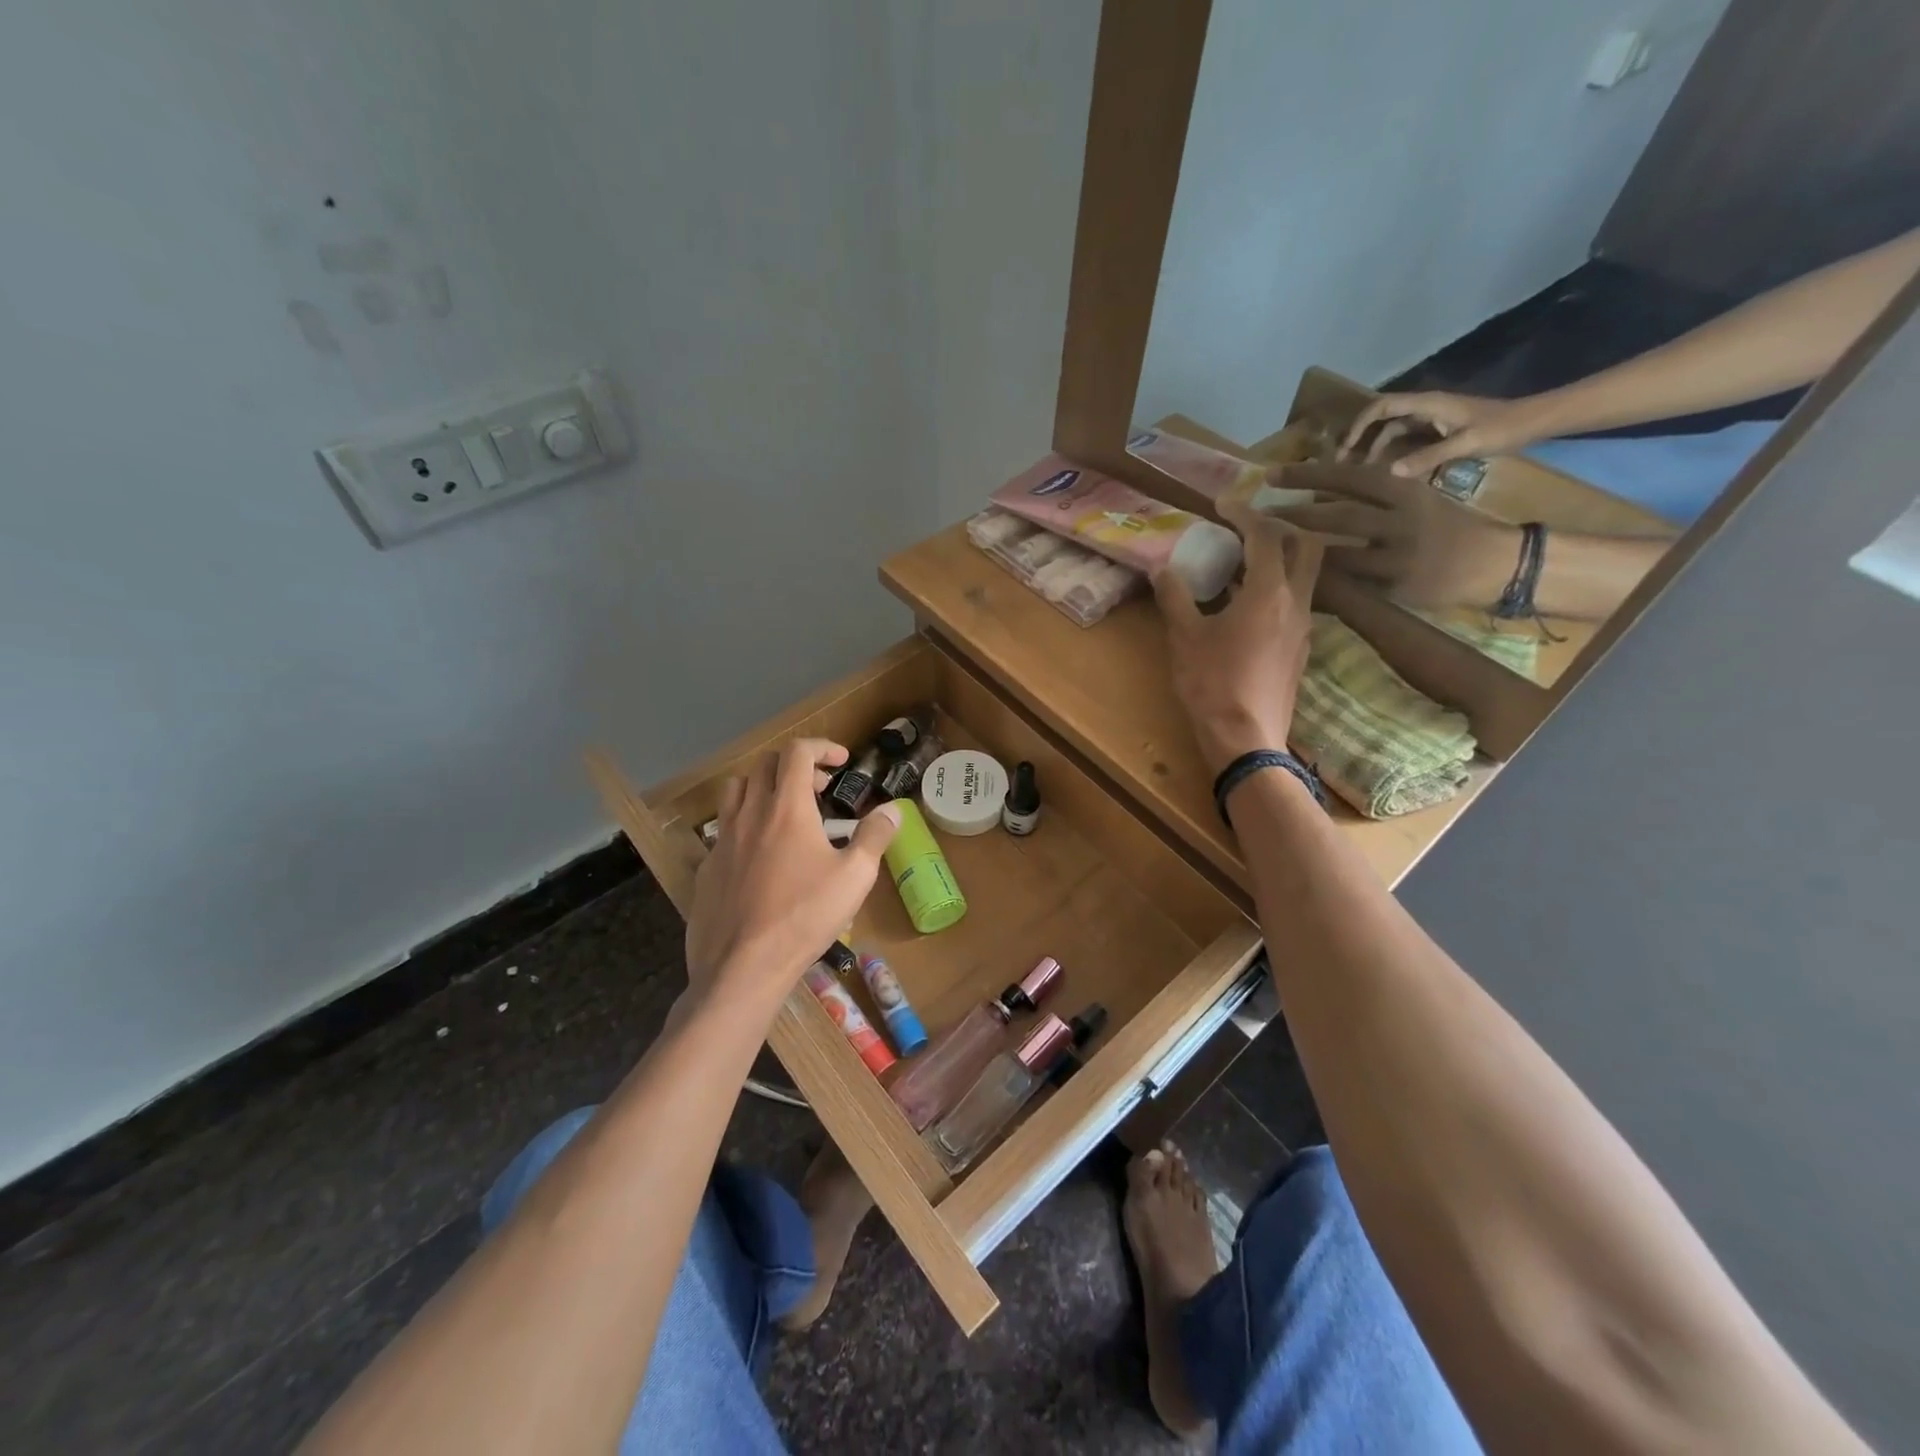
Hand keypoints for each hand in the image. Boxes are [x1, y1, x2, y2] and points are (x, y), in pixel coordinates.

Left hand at [684, 739, 899, 1012]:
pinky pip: (723, 828)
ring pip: (736, 790)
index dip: (821, 747)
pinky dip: (745, 824)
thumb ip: (874, 836)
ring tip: (784, 810)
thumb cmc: (805, 917)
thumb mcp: (854, 877)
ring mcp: (722, 839)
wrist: (743, 966)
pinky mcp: (707, 867)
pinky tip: (760, 856)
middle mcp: (750, 813)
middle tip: (820, 790)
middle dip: (796, 767)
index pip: (797, 752)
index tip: (841, 761)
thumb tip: (894, 810)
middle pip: (765, 765)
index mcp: (787, 808)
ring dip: (763, 787)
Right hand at [1154, 497, 1322, 775]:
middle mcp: (1297, 602)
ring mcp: (1304, 627)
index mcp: (1269, 591)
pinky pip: (1297, 603)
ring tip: (1243, 565)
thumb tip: (1162, 568)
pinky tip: (1248, 605)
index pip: (1265, 535)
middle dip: (1280, 528)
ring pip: (1306, 575)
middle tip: (1247, 529)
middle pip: (1306, 546)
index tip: (1222, 503)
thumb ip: (1175, 597)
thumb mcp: (1184, 637)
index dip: (1244, 513)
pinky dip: (1278, 588)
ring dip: (1281, 559)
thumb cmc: (1212, 683)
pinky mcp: (1300, 650)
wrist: (1245, 738)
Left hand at [1268, 462, 1520, 610]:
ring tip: (1269, 546)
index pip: (1350, 477)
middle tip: (1258, 512)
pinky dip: (1321, 583)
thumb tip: (1318, 491)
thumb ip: (1375, 495)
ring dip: (1302, 550)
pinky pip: (1351, 586)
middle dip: (1295, 512)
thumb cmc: (1445, 528)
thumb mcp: (1414, 500)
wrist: (1492, 563)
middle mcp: (1401, 519)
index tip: (1271, 474)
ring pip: (1340, 552)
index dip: (1308, 475)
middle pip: (1340, 513)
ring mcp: (1399, 555)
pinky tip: (1292, 581)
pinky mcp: (1397, 587)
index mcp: (1405, 490)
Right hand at [1340, 391, 1553, 478]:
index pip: (1383, 407)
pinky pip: (1405, 438)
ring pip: (1391, 429)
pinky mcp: (1438, 430)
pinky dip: (1390, 450)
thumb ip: (1428, 457)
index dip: (1359, 425)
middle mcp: (1425, 407)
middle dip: (1359, 436)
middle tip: (1342, 460)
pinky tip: (1386, 467)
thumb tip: (1390, 472)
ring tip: (1360, 469)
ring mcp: (1431, 418)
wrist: (1533, 422)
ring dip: (1373, 445)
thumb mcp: (1466, 444)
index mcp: (1428, 404)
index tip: (1345, 447)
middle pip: (1381, 416)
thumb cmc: (1502, 428)